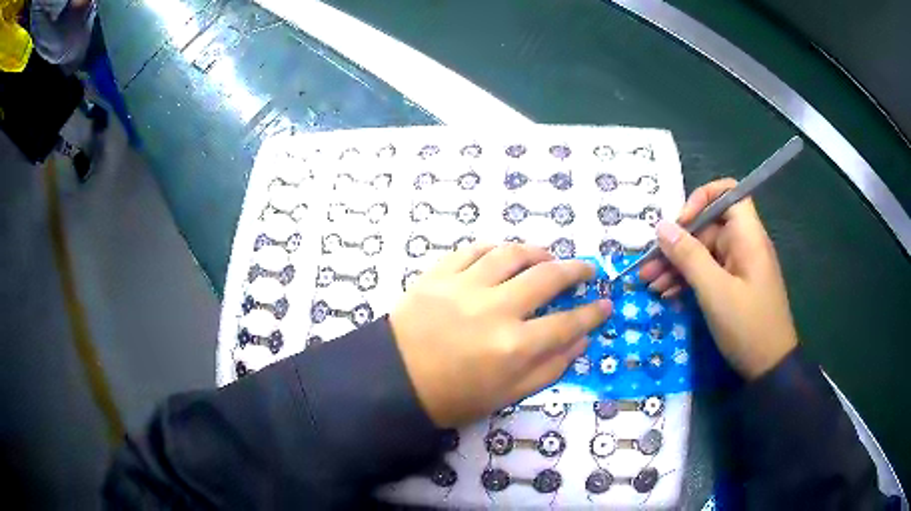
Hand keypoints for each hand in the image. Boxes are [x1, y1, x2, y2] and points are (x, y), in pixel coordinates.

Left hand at [390, 244, 611, 426]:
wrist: (394, 381)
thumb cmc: (453, 397)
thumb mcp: (507, 395)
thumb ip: (549, 368)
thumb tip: (581, 341)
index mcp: (513, 347)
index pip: (568, 323)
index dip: (592, 313)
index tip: (605, 304)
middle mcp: (495, 310)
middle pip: (547, 278)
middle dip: (576, 270)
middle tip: (587, 268)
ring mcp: (464, 287)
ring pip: (512, 254)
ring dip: (537, 252)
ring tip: (548, 257)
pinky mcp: (438, 274)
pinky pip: (473, 250)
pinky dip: (494, 250)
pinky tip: (502, 256)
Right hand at [640, 179, 797, 379]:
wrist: (769, 367)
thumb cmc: (747, 326)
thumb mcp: (714, 292)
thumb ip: (688, 256)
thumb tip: (661, 226)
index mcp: (747, 236)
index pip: (727, 194)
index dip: (701, 199)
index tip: (679, 224)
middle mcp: (743, 245)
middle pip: (708, 228)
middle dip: (677, 244)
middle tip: (648, 266)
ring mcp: (738, 267)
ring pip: (704, 253)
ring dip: (677, 265)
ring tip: (649, 283)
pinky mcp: (733, 286)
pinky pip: (708, 273)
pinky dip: (688, 280)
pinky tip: (666, 293)